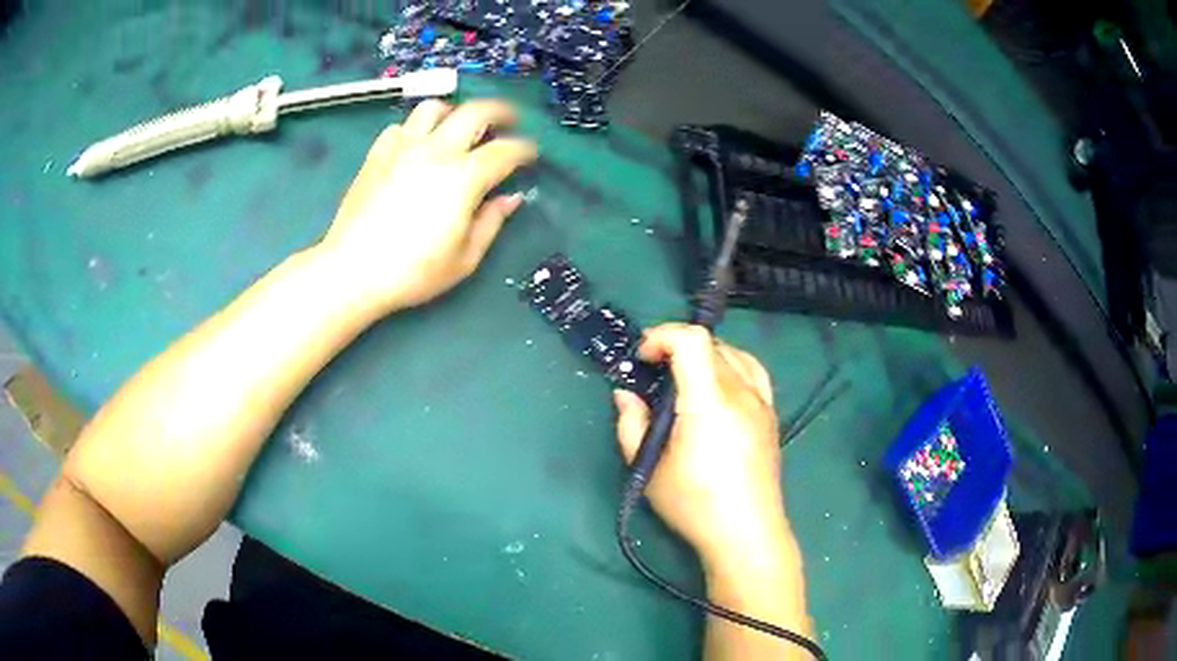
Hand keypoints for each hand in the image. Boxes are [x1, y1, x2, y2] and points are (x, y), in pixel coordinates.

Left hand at [318, 99, 536, 312]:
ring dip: (453, 112)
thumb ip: (491, 222)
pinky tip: (417, 147)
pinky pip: (401, 127)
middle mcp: (436, 151)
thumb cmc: (413, 272)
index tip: (531, 154)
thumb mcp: (464, 258)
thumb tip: (510, 198)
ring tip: (458, 127)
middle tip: (508, 120)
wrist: (352, 271)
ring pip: (434, 108)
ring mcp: (403, 148)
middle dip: (500, 111)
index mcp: (464, 177)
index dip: (524, 149)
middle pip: (475, 111)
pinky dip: (415, 130)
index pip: (505, 150)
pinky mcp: (377, 154)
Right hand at [613, 323, 791, 567]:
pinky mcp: (771, 415)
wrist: (746, 533)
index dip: (663, 335)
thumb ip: (631, 425)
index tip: (643, 358)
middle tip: (654, 374)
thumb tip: (626, 393)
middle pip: (710, 344)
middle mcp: (740, 393)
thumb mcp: (649, 469)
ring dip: (704, 354)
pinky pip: (753, 371)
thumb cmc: (694, 505)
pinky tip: (719, 385)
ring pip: (733, 353)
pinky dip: (731, 364)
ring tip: (685, 378)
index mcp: (709, 403)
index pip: (692, 340)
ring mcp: (761, 402)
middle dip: (676, 347)